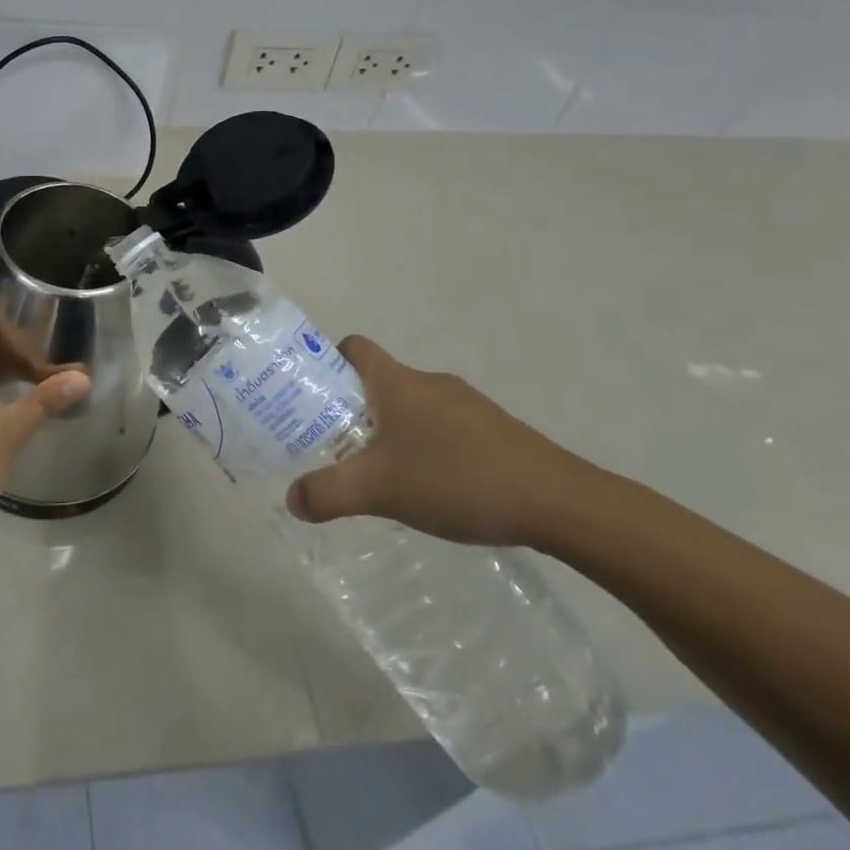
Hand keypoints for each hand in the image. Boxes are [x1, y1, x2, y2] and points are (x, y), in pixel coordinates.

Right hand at [285, 336, 597, 548]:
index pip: (353, 347)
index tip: (313, 397)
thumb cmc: (456, 479)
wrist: (558, 502)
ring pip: (411, 407)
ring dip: (390, 431)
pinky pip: (442, 426)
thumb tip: (291, 500)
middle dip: (353, 410)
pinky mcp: (493, 429)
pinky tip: (433, 488)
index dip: (327, 362)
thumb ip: (328, 493)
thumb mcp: (379, 490)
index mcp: (397, 382)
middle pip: (378, 381)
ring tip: (384, 475)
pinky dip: (426, 446)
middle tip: (337, 447)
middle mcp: (429, 381)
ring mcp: (465, 403)